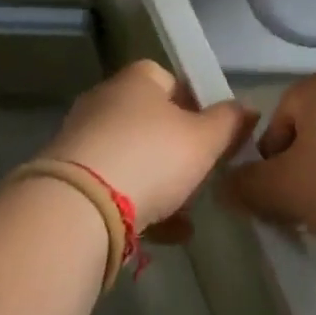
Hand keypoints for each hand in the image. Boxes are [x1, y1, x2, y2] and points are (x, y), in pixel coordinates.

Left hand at [41, 60, 256, 230]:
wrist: (78, 208)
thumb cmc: (151, 157)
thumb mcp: (204, 140)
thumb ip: (229, 122)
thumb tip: (247, 108)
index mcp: (137, 80)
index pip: (171, 80)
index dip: (196, 105)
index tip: (213, 135)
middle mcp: (105, 100)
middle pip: (151, 120)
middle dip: (178, 149)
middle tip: (201, 175)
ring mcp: (82, 139)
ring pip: (132, 156)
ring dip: (160, 182)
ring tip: (186, 213)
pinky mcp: (68, 178)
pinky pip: (113, 186)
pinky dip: (139, 205)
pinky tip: (166, 234)